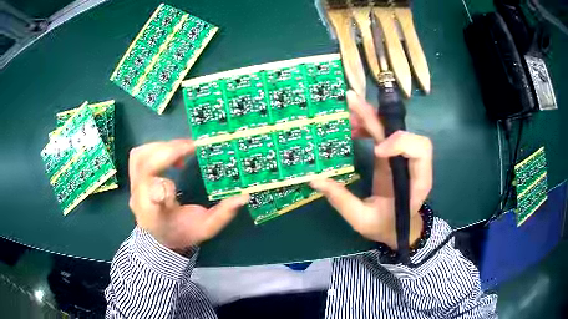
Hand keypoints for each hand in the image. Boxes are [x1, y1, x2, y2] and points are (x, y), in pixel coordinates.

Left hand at [128, 139, 248, 251]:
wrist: (160, 237)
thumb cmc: (182, 232)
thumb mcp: (206, 229)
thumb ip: (223, 214)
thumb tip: (244, 196)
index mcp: (155, 216)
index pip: (150, 201)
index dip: (160, 189)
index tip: (178, 181)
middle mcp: (139, 199)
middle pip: (145, 167)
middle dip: (169, 152)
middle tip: (193, 146)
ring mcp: (135, 186)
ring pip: (140, 156)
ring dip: (162, 147)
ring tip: (184, 149)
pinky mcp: (136, 176)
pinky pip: (140, 154)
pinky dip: (157, 148)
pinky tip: (174, 156)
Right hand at [310, 91, 432, 248]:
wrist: (398, 228)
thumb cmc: (386, 226)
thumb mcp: (362, 220)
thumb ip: (341, 200)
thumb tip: (314, 179)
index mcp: (417, 181)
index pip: (420, 150)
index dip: (401, 142)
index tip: (377, 151)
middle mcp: (412, 164)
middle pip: (403, 131)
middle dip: (377, 117)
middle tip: (351, 102)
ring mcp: (401, 157)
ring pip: (391, 128)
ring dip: (369, 117)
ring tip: (346, 114)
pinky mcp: (391, 155)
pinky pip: (382, 134)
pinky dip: (367, 126)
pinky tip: (351, 129)